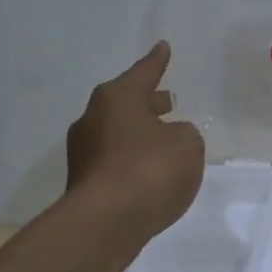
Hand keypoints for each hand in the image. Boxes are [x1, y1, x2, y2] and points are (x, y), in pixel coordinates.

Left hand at [65, 42, 204, 250]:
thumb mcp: (187, 144)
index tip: (163, 47)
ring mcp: (84, 154)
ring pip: (120, 133)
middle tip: (169, 100)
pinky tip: (152, 172)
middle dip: (148, 102)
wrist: (105, 224)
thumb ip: (183, 134)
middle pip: (126, 103)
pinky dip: (134, 160)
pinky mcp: (85, 184)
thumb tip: (169, 137)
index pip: (144, 72)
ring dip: (141, 133)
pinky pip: (117, 161)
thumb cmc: (149, 170)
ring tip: (165, 139)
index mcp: (117, 99)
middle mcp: (94, 120)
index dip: (157, 61)